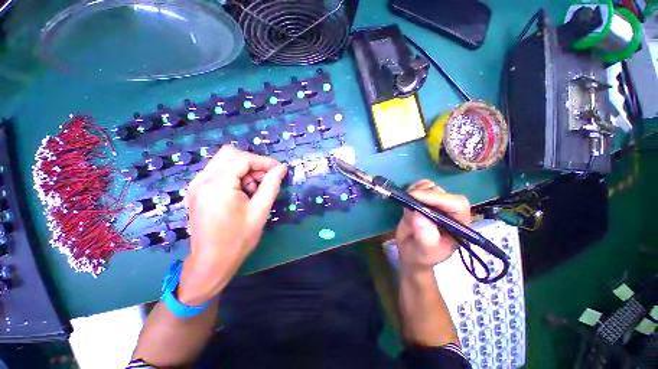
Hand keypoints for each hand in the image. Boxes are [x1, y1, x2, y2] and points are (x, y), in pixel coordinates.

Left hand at [177, 146, 287, 304]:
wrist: (211, 262)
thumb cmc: (238, 239)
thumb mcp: (260, 211)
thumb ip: (271, 185)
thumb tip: (282, 168)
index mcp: (217, 186)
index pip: (243, 159)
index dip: (264, 161)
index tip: (279, 169)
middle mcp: (202, 180)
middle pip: (230, 154)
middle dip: (253, 163)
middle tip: (266, 178)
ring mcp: (196, 185)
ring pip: (224, 161)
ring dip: (244, 169)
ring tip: (255, 189)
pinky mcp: (197, 191)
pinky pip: (219, 171)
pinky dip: (235, 175)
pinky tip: (243, 192)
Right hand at [395, 179, 470, 273]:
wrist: (411, 253)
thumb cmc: (421, 255)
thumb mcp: (424, 250)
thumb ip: (425, 234)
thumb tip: (419, 213)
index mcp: (458, 225)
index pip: (457, 205)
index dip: (438, 198)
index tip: (416, 197)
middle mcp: (450, 213)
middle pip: (444, 193)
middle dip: (425, 193)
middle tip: (408, 198)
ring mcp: (436, 205)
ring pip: (433, 187)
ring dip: (418, 189)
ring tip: (407, 199)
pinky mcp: (424, 201)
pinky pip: (422, 187)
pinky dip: (414, 187)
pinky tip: (407, 195)